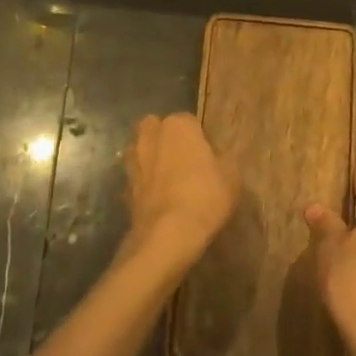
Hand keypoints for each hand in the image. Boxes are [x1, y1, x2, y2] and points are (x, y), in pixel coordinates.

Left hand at [123, 113, 238, 274]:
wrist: (168, 233)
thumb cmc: (205, 196)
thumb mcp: (232, 177)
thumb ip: (223, 160)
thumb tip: (217, 159)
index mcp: (178, 126)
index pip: (189, 121)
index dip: (199, 138)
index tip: (208, 156)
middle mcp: (150, 136)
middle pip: (156, 129)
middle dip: (166, 140)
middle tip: (184, 161)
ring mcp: (133, 161)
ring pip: (141, 151)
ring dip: (151, 160)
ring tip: (168, 181)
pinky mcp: (124, 187)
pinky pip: (137, 178)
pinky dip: (144, 185)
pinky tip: (158, 200)